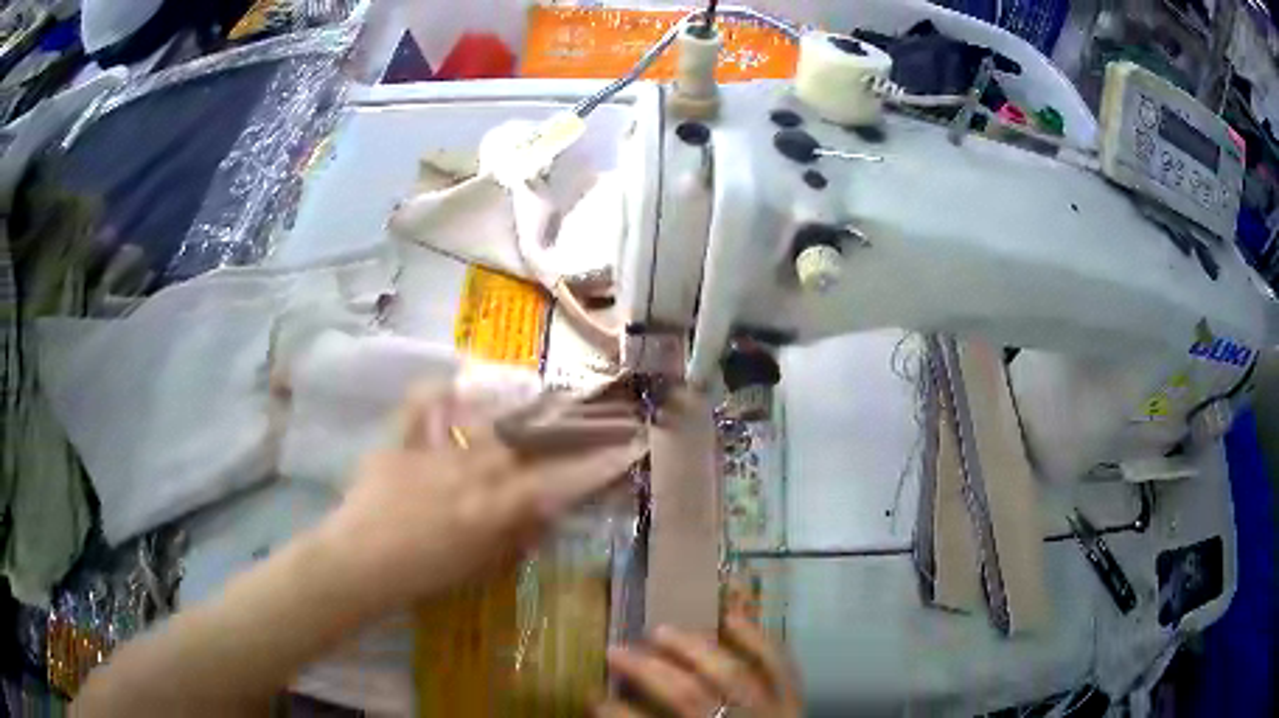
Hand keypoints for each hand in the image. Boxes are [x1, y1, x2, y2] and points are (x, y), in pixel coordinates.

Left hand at [317, 383, 644, 612]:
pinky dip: (435, 392)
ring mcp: (435, 450)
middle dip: (558, 426)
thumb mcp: (479, 566)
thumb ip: (517, 535)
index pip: (559, 480)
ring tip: (529, 393)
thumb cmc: (423, 575)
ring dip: (508, 407)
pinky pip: (421, 406)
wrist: (358, 563)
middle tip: (580, 411)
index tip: (630, 444)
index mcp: (494, 505)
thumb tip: (548, 509)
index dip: (598, 463)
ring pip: (482, 419)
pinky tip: (449, 383)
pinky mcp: (401, 441)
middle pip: (523, 441)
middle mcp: (472, 469)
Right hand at [598, 601, 802, 717]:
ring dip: (694, 649)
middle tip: (615, 650)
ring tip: (661, 629)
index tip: (592, 698)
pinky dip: (757, 640)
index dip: (619, 715)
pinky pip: (779, 666)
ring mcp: (774, 712)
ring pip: (733, 674)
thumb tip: (612, 716)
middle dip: (648, 671)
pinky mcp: (795, 702)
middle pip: (689, 696)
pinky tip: (731, 618)